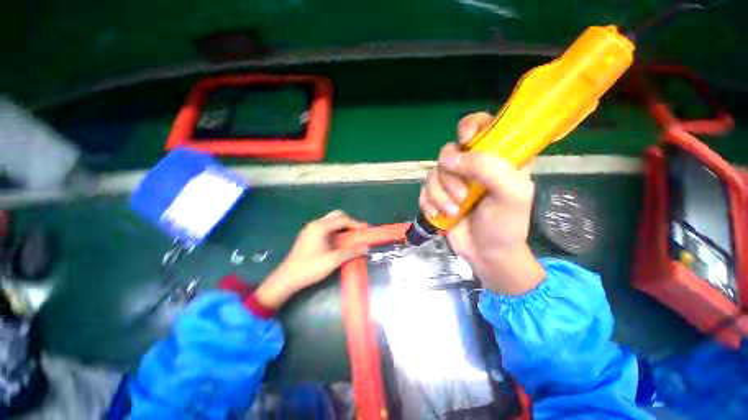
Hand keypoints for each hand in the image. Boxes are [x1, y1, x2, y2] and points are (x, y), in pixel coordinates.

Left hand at [255, 210, 367, 308]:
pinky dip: (335, 230)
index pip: (342, 220)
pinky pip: (325, 227)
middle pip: (336, 216)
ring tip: (351, 236)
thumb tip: (366, 247)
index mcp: (321, 227)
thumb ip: (350, 252)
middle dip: (349, 222)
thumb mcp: (333, 260)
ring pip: (330, 221)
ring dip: (342, 226)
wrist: (287, 278)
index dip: (356, 224)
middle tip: (358, 232)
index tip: (366, 230)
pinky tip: (339, 241)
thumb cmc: (310, 267)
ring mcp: (310, 229)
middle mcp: (315, 224)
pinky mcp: (308, 236)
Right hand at [419, 112, 544, 294]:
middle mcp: (473, 166)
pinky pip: (424, 190)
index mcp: (497, 158)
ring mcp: (453, 181)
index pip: (482, 125)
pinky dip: (429, 203)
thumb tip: (451, 158)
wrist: (486, 253)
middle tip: (462, 197)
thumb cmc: (505, 225)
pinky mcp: (438, 196)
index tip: (466, 143)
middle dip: (451, 178)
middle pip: (449, 153)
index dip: (470, 127)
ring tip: (453, 212)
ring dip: (440, 195)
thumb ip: (489, 168)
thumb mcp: (511, 195)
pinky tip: (439, 215)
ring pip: (434, 173)